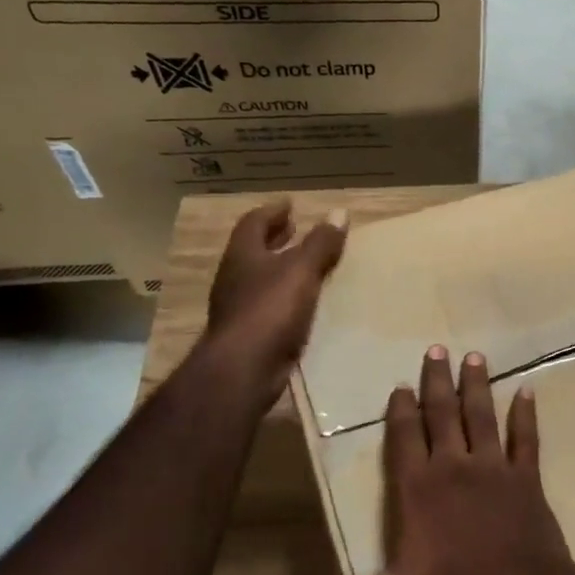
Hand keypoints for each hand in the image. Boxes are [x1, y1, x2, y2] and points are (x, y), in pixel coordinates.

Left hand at [205, 202, 346, 369]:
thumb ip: (320, 243)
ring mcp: (239, 308)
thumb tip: (339, 213)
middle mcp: (235, 278)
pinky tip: (306, 302)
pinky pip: (270, 305)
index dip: (272, 212)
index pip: (253, 224)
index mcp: (243, 256)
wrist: (244, 369)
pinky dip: (286, 297)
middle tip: (295, 229)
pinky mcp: (249, 334)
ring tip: (307, 265)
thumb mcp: (301, 270)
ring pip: (260, 279)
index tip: (290, 205)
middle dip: (274, 239)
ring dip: (281, 269)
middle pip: (253, 250)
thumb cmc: (270, 309)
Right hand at [319, 347, 574, 574]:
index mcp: (419, 491)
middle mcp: (456, 468)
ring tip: (474, 356)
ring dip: (477, 385)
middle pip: (443, 414)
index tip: (400, 385)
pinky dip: (526, 414)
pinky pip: (527, 438)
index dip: (400, 410)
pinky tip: (528, 391)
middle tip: (437, 348)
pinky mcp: (528, 480)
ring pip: (483, 415)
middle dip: (437, 381)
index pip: (404, 438)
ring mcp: (496, 470)